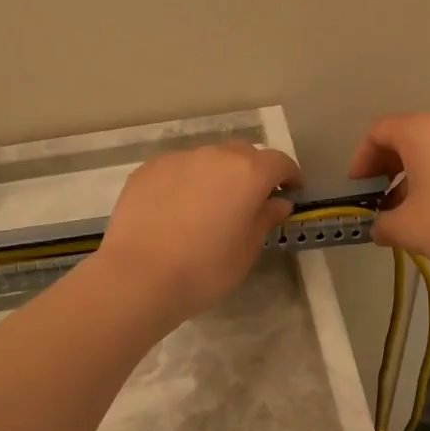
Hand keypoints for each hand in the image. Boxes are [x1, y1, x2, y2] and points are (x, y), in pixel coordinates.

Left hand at [96, 141, 298, 323]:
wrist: (138, 276)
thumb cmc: (204, 269)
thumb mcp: (246, 251)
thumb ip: (265, 219)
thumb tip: (277, 202)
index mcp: (247, 173)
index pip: (279, 162)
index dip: (289, 176)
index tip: (291, 191)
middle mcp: (215, 156)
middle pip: (243, 154)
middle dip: (253, 171)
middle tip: (251, 199)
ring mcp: (178, 159)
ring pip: (208, 159)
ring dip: (217, 174)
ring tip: (210, 204)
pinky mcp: (149, 169)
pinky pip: (178, 168)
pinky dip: (186, 181)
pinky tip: (177, 208)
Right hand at [349, 113, 429, 271]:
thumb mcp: (406, 228)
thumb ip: (383, 225)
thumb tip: (379, 228)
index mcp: (419, 131)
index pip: (378, 132)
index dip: (361, 159)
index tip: (359, 188)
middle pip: (407, 136)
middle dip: (389, 167)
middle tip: (383, 197)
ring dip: (418, 172)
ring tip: (415, 206)